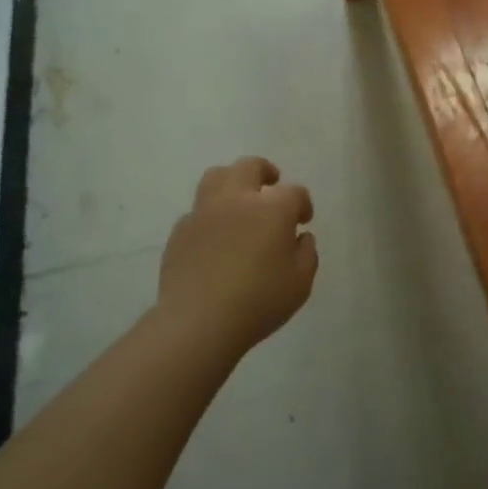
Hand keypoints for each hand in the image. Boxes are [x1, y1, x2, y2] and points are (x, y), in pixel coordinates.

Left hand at [156, 157, 318, 355]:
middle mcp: (237, 199)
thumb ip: (307, 253)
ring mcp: (204, 211)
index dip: (302, 204)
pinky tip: (215, 235)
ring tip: (239, 200)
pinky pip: (198, 210)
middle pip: (250, 167)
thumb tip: (300, 237)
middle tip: (271, 187)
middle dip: (265, 173)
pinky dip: (211, 214)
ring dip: (232, 181)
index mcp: (272, 208)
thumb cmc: (259, 302)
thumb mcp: (300, 283)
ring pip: (217, 176)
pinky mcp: (181, 229)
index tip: (303, 219)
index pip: (294, 192)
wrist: (199, 321)